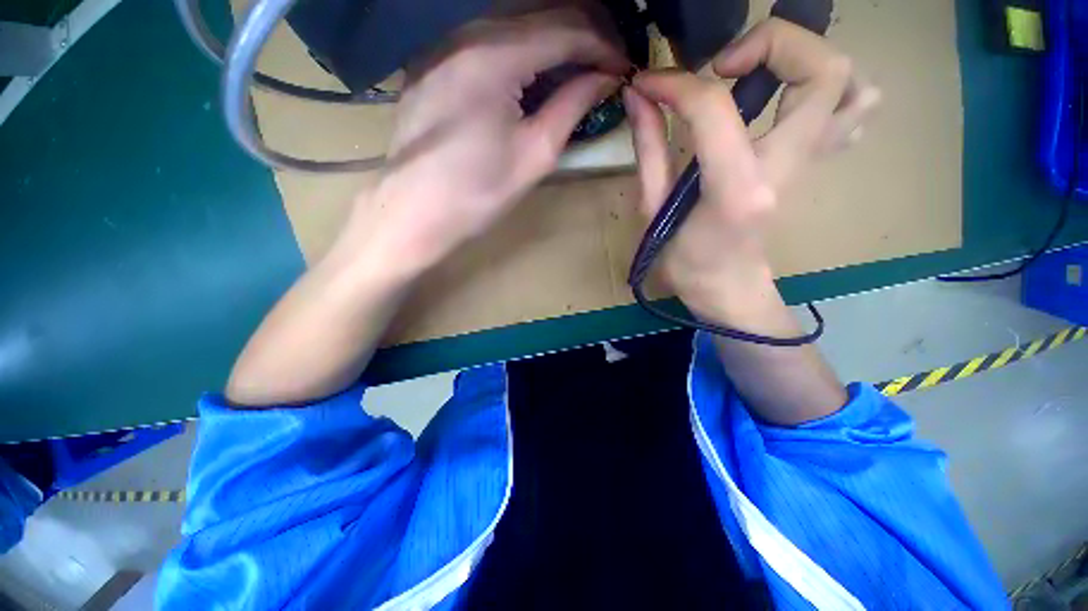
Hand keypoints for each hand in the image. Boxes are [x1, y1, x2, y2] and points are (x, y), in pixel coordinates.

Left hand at [346, 9, 626, 274]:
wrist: (414, 211)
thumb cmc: (478, 194)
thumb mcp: (534, 155)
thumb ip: (571, 106)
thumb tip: (603, 79)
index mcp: (494, 58)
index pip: (565, 30)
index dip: (602, 45)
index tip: (623, 67)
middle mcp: (466, 35)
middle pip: (540, 15)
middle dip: (583, 34)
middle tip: (608, 63)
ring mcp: (444, 45)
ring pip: (514, 23)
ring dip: (553, 40)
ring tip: (580, 67)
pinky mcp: (434, 62)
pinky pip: (487, 41)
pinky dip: (521, 50)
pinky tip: (535, 72)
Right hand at [624, 18, 879, 322]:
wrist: (726, 286)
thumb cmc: (683, 260)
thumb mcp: (654, 209)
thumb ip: (649, 148)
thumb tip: (639, 95)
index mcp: (735, 189)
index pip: (715, 108)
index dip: (677, 84)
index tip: (651, 83)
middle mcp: (786, 169)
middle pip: (825, 70)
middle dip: (774, 44)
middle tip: (726, 67)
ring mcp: (809, 165)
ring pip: (853, 85)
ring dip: (811, 61)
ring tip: (763, 75)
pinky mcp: (812, 165)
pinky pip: (852, 113)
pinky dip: (831, 91)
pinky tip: (791, 102)